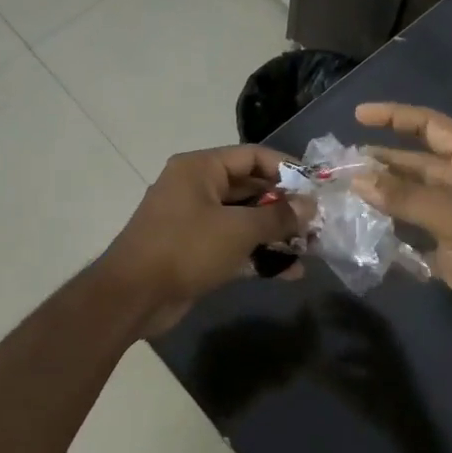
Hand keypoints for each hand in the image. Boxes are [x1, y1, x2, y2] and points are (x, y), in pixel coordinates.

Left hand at [100, 145, 303, 333]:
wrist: (133, 296)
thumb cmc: (186, 248)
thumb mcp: (238, 230)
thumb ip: (278, 216)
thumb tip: (310, 206)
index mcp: (200, 168)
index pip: (252, 156)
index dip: (286, 168)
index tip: (316, 186)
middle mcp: (196, 187)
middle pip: (250, 188)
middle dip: (284, 206)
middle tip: (318, 221)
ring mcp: (194, 220)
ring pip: (244, 219)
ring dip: (275, 233)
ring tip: (311, 248)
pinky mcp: (195, 251)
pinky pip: (234, 244)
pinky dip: (258, 254)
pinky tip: (289, 272)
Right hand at [353, 103, 451, 340]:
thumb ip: (405, 197)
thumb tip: (357, 179)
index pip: (430, 126)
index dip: (395, 117)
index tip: (358, 116)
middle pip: (416, 162)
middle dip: (382, 159)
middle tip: (342, 163)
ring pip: (411, 196)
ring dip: (382, 193)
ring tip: (345, 190)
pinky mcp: (449, 248)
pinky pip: (412, 230)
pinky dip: (390, 228)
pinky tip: (363, 228)